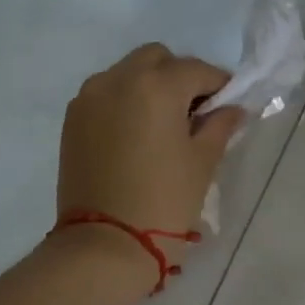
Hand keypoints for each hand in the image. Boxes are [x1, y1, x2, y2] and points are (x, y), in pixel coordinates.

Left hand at [56, 43, 244, 257]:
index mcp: (156, 86)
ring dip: (149, 87)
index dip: (219, 85)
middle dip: (179, 77)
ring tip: (163, 125)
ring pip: (127, 73)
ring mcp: (89, 98)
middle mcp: (118, 79)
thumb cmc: (164, 202)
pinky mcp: (72, 120)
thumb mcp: (202, 163)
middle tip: (195, 113)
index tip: (229, 106)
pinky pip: (105, 95)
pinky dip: (125, 102)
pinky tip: (137, 135)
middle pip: (157, 59)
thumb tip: (231, 109)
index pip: (197, 70)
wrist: (105, 244)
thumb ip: (219, 127)